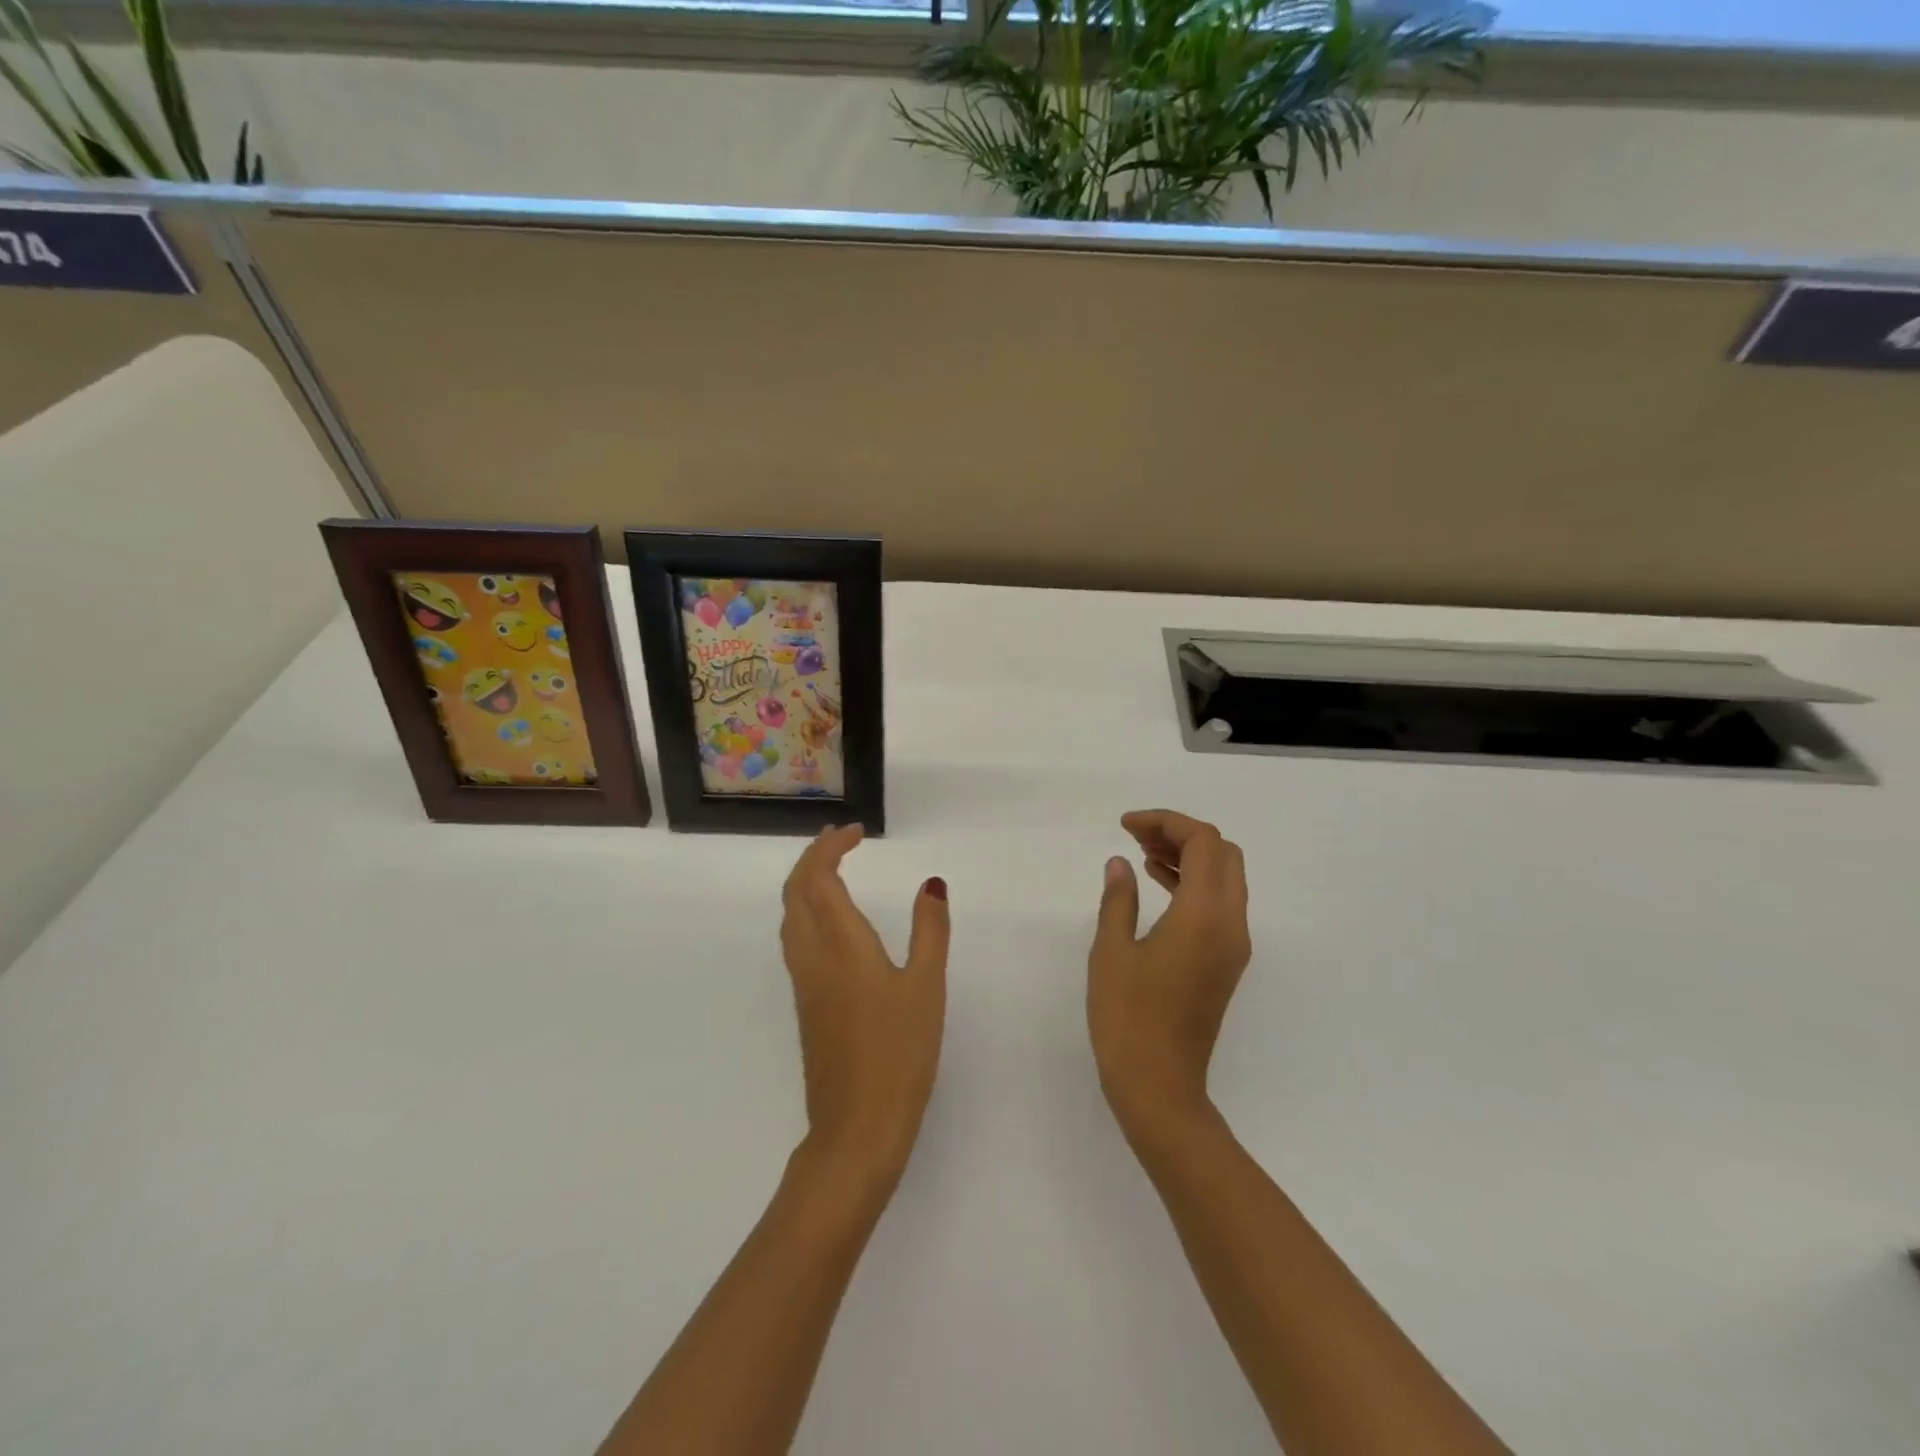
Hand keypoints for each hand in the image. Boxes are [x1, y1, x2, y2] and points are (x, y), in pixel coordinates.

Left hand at [780, 825, 948, 1195]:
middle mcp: (812, 957)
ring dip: (805, 883)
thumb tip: (931, 884)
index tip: (856, 832)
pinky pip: (796, 939)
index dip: (830, 847)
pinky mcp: (806, 1005)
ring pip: (790, 916)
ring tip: (835, 869)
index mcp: (840, 945)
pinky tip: (832, 923)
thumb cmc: (899, 1054)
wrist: (856, 1127)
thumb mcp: (927, 987)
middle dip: (812, 857)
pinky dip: (807, 910)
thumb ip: (930, 931)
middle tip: (842, 840)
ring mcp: (805, 983)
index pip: (818, 878)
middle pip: (794, 892)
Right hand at [1088, 810, 1251, 1136]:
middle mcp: (1231, 924)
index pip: (1203, 842)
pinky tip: (1157, 885)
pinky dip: (1193, 883)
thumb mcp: (1111, 951)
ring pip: (1225, 878)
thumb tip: (1119, 865)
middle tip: (1136, 837)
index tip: (1126, 826)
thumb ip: (1118, 899)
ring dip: (1189, 857)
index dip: (1166, 822)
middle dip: (1181, 834)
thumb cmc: (1128, 1017)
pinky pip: (1220, 904)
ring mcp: (1233, 946)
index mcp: (1204, 915)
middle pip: (1223, 853)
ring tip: (1141, 854)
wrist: (1160, 1086)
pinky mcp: (1226, 963)